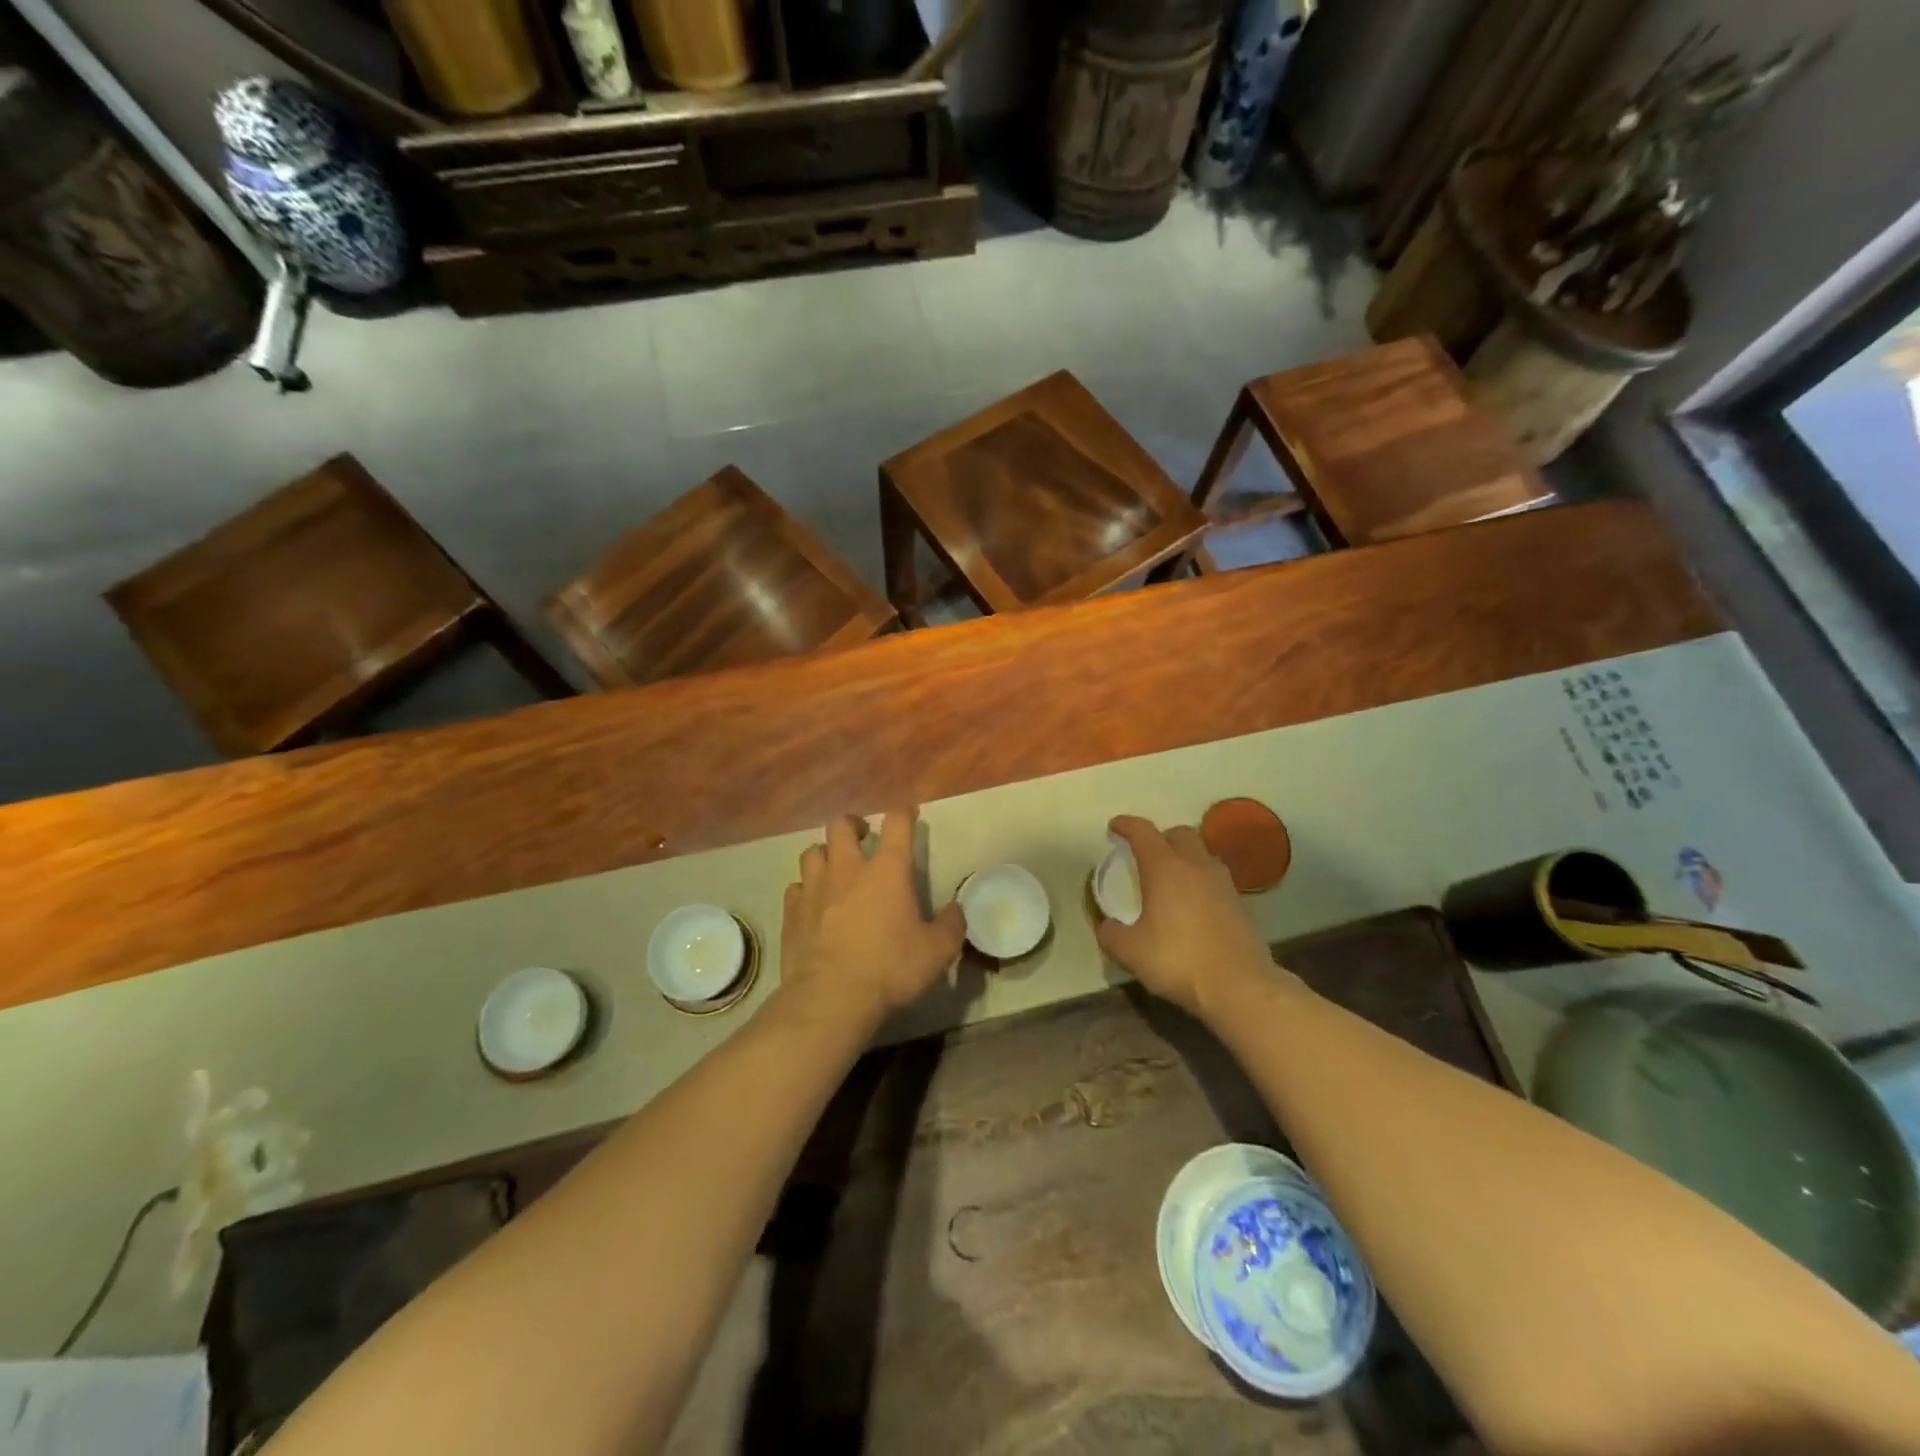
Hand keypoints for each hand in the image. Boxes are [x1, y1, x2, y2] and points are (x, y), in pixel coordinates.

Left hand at [777, 806, 966, 1032]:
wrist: (831, 998)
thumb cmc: (890, 968)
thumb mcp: (937, 952)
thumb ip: (952, 926)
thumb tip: (957, 910)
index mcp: (887, 870)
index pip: (897, 824)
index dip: (904, 814)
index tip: (909, 816)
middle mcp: (848, 869)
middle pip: (842, 826)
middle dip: (854, 825)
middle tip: (863, 837)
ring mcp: (815, 888)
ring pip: (812, 852)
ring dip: (825, 854)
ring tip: (835, 868)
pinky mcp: (792, 912)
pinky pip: (796, 887)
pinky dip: (806, 889)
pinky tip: (813, 903)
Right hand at [1095, 815, 1273, 1018]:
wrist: (1239, 986)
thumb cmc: (1178, 960)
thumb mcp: (1130, 951)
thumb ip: (1111, 934)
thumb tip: (1106, 925)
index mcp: (1164, 867)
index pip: (1143, 832)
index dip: (1126, 825)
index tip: (1114, 827)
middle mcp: (1195, 865)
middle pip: (1179, 833)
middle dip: (1160, 837)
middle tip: (1145, 854)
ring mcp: (1222, 882)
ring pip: (1202, 853)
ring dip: (1184, 856)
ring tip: (1171, 877)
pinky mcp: (1240, 902)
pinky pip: (1215, 877)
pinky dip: (1200, 879)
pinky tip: (1193, 902)